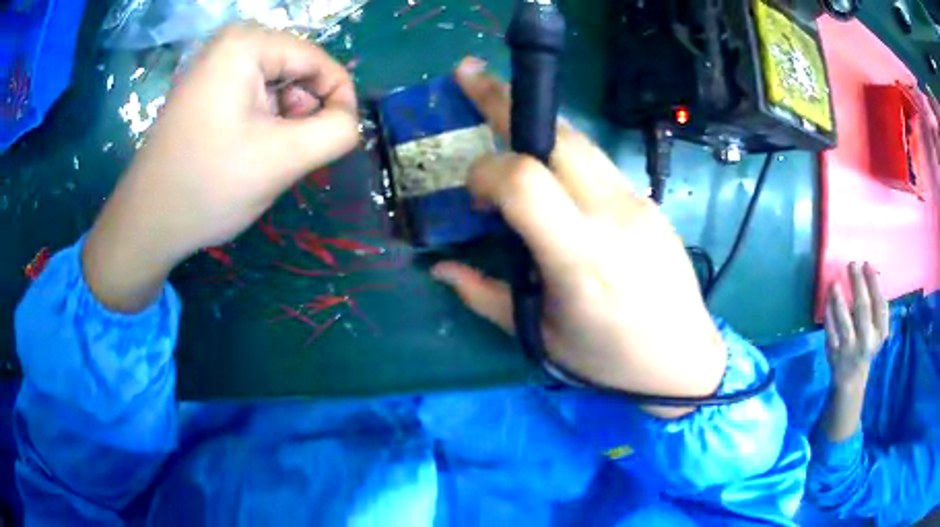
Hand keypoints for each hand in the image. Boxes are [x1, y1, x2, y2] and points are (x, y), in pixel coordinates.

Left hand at [84, 23, 358, 311]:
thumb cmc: (207, 186)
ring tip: (262, 159)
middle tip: (286, 157)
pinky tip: (245, 154)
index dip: (339, 103)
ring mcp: (215, 66)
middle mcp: (230, 44)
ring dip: (282, 124)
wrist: (146, 223)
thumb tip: (350, 120)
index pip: (320, 62)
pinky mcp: (206, 89)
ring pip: (278, 88)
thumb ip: (336, 132)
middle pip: (298, 73)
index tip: (336, 145)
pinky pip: (253, 98)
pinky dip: (262, 126)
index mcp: (247, 44)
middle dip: (303, 116)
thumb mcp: (283, 159)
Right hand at [431, 58, 726, 416]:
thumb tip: (439, 268)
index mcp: (579, 259)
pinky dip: (564, 155)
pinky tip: (553, 176)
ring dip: (535, 125)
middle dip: (504, 100)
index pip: (523, 179)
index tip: (474, 196)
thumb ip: (484, 296)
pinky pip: (598, 163)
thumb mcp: (540, 336)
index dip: (485, 172)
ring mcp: (637, 203)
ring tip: (504, 115)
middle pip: (555, 135)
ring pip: (578, 140)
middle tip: (470, 76)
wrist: (684, 358)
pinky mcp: (650, 201)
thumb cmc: (609, 358)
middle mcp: (612, 216)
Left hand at [824, 262, 889, 390]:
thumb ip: (876, 306)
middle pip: (863, 310)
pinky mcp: (834, 354)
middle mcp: (866, 341)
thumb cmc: (867, 343)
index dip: (874, 284)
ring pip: (844, 323)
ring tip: (835, 282)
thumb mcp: (877, 329)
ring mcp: (849, 349)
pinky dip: (829, 314)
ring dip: (839, 301)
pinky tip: (827, 299)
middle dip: (858, 285)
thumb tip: (872, 272)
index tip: (867, 263)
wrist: (852, 379)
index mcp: (879, 333)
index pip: (880, 305)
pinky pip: (830, 332)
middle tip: (852, 263)